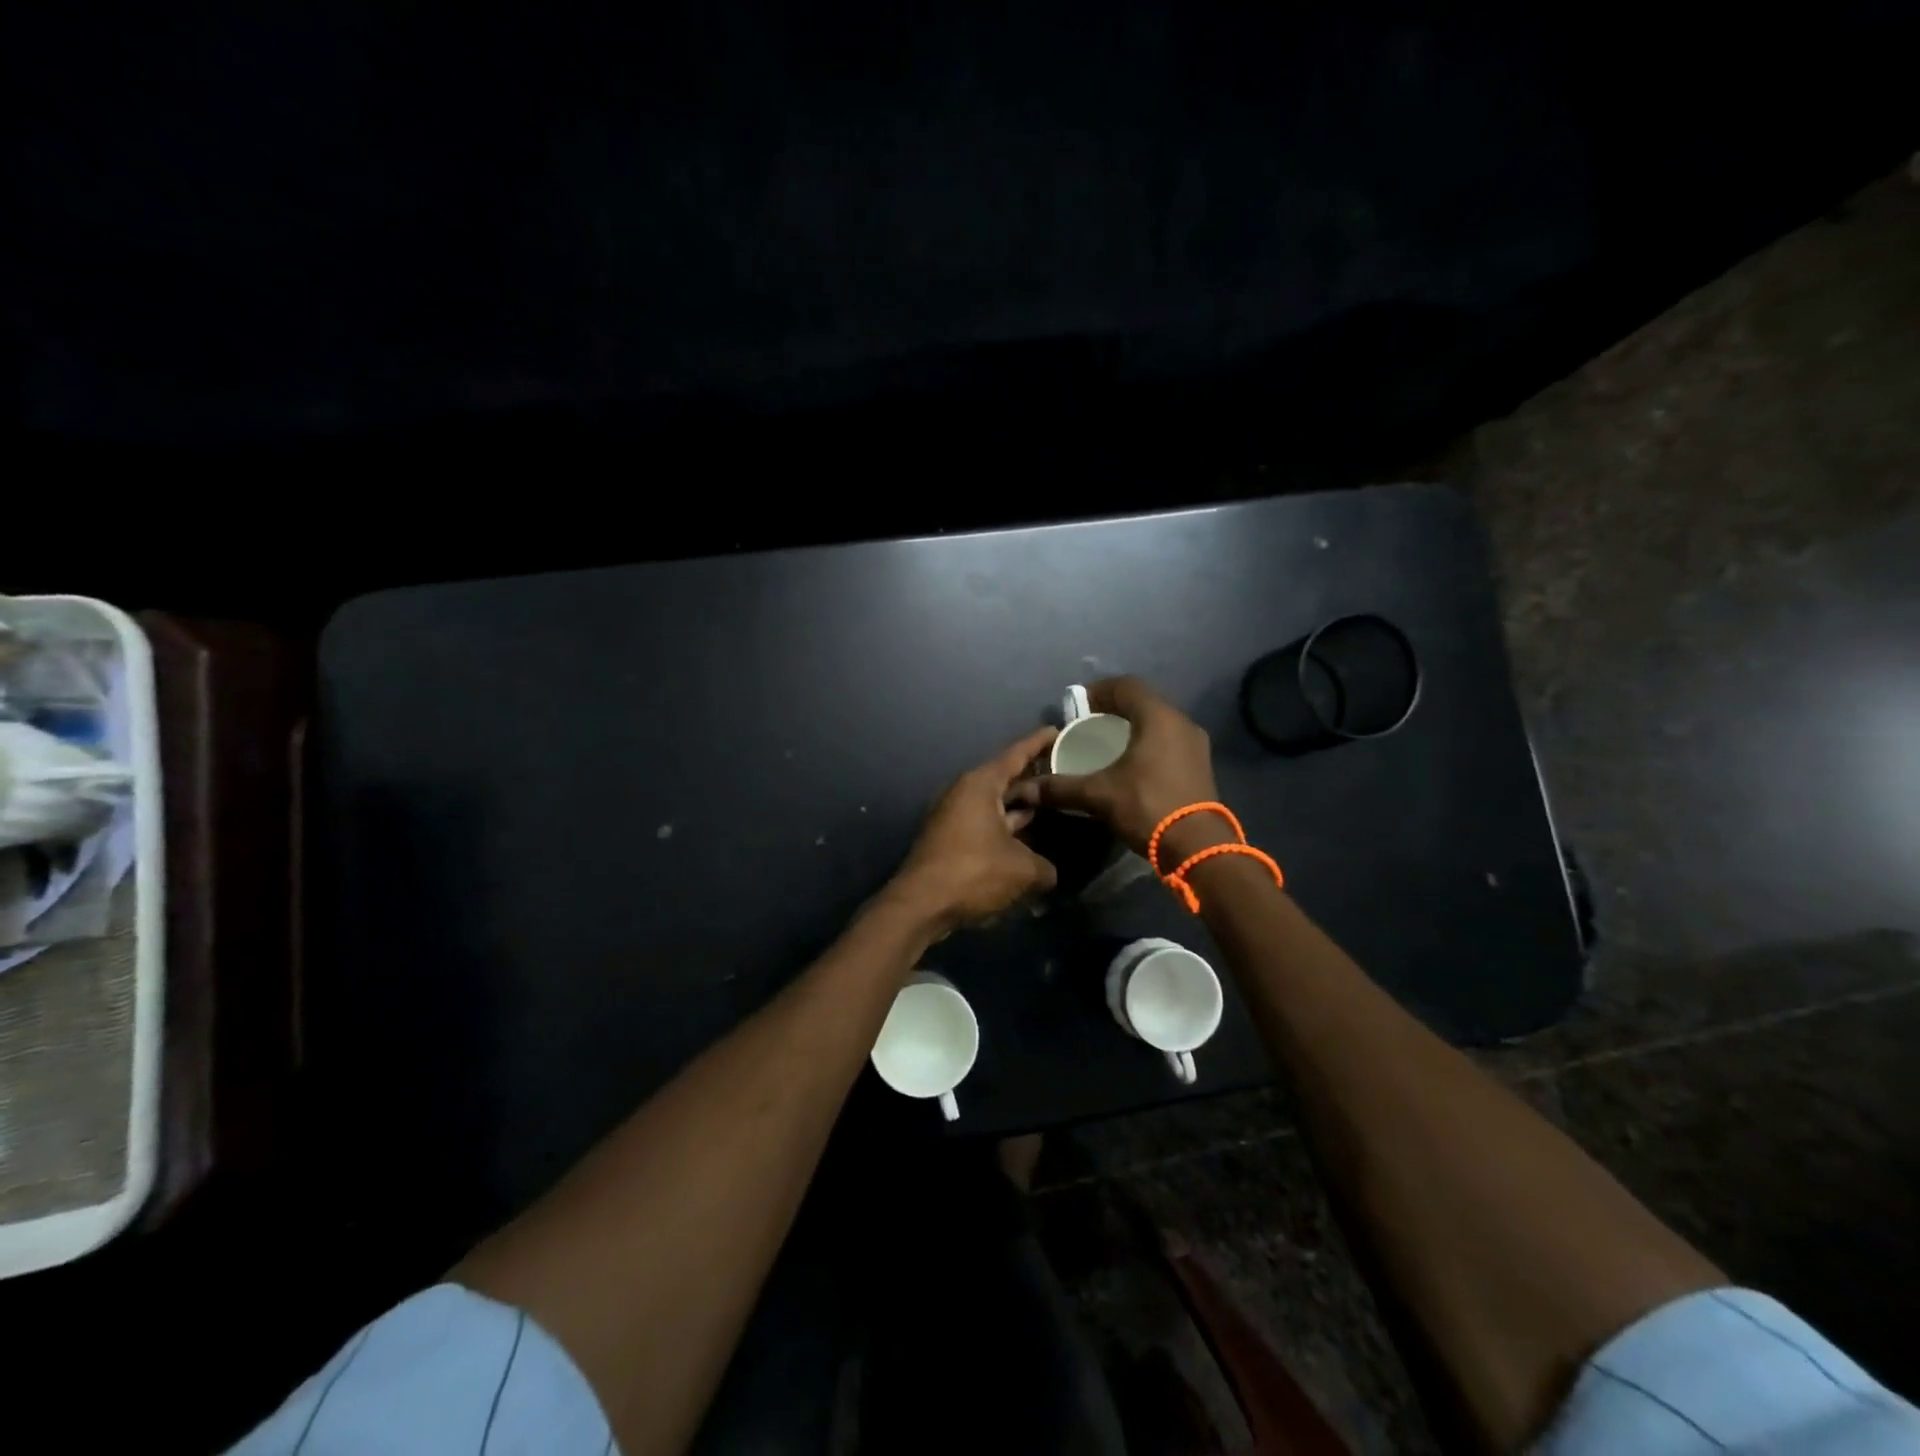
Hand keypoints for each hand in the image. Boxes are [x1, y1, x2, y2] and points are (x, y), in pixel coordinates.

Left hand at [890, 725, 1060, 931]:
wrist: (920, 904)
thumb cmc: (973, 872)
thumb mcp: (1022, 870)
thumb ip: (1045, 867)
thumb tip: (1050, 874)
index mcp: (980, 785)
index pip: (1015, 755)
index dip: (1038, 743)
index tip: (1057, 731)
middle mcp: (963, 793)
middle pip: (1005, 781)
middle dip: (1033, 783)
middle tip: (1064, 781)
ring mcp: (953, 817)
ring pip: (994, 807)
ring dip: (1020, 811)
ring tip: (1052, 812)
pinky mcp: (948, 840)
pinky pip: (984, 826)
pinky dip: (1005, 831)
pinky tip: (1027, 844)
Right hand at [1009, 677, 1220, 860]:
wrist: (1199, 848)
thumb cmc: (1148, 807)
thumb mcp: (1099, 795)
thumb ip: (1061, 787)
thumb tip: (1025, 789)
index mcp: (1158, 718)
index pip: (1125, 686)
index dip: (1098, 690)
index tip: (1076, 706)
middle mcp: (1181, 723)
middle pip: (1143, 702)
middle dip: (1113, 709)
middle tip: (1087, 724)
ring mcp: (1195, 745)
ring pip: (1158, 723)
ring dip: (1132, 727)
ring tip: (1106, 745)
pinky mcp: (1200, 765)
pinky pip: (1168, 741)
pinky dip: (1147, 744)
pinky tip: (1131, 765)